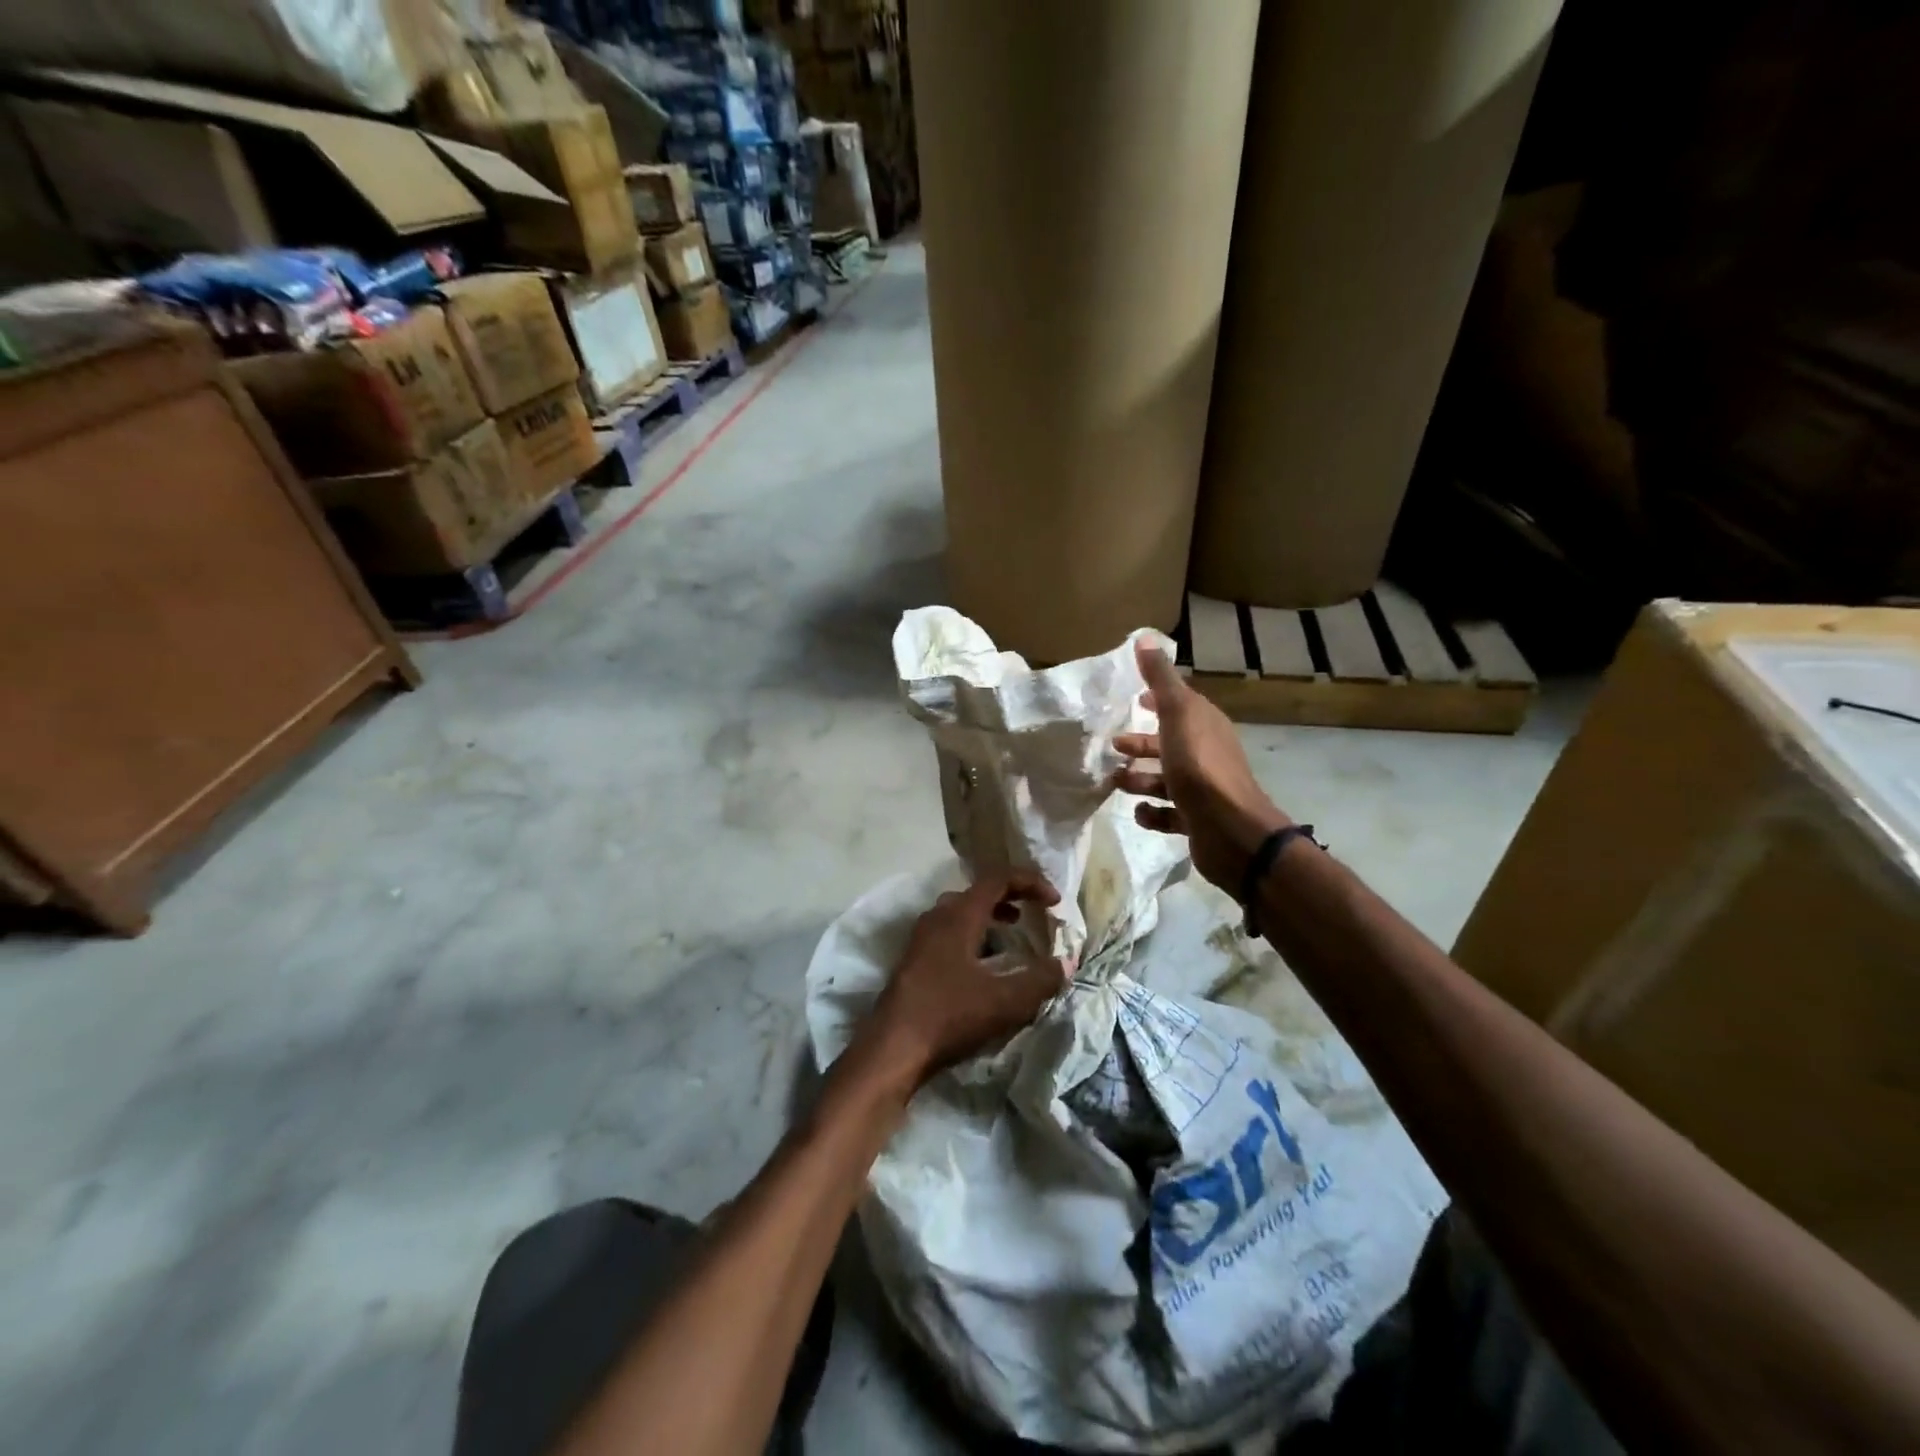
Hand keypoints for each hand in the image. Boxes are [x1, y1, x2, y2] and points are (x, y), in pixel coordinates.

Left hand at [857, 872, 1067, 1091]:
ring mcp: (922, 937)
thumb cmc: (949, 1015)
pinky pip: (950, 931)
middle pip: (978, 892)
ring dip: (991, 915)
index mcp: (959, 915)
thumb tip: (1065, 964)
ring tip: (1014, 931)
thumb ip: (1040, 980)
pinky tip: (985, 962)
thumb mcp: (1005, 1001)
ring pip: (961, 911)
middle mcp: (937, 916)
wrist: (893, 1047)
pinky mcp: (914, 959)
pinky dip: (974, 933)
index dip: (1030, 882)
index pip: (997, 879)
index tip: (1054, 900)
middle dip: (1011, 896)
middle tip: (1035, 910)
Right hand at [1114, 637, 1290, 897]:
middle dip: (1141, 745)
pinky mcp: (1196, 821)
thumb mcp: (1177, 714)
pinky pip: (1168, 814)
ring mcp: (1202, 790)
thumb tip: (1144, 638)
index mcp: (1205, 725)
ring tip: (1115, 783)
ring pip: (1165, 779)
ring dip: (1139, 779)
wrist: (1231, 830)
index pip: (1180, 706)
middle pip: (1168, 744)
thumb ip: (1160, 678)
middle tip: (1113, 747)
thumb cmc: (1200, 766)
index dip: (1157, 701)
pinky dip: (1151, 813)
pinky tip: (1139, 813)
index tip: (1134, 701)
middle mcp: (1206, 754)